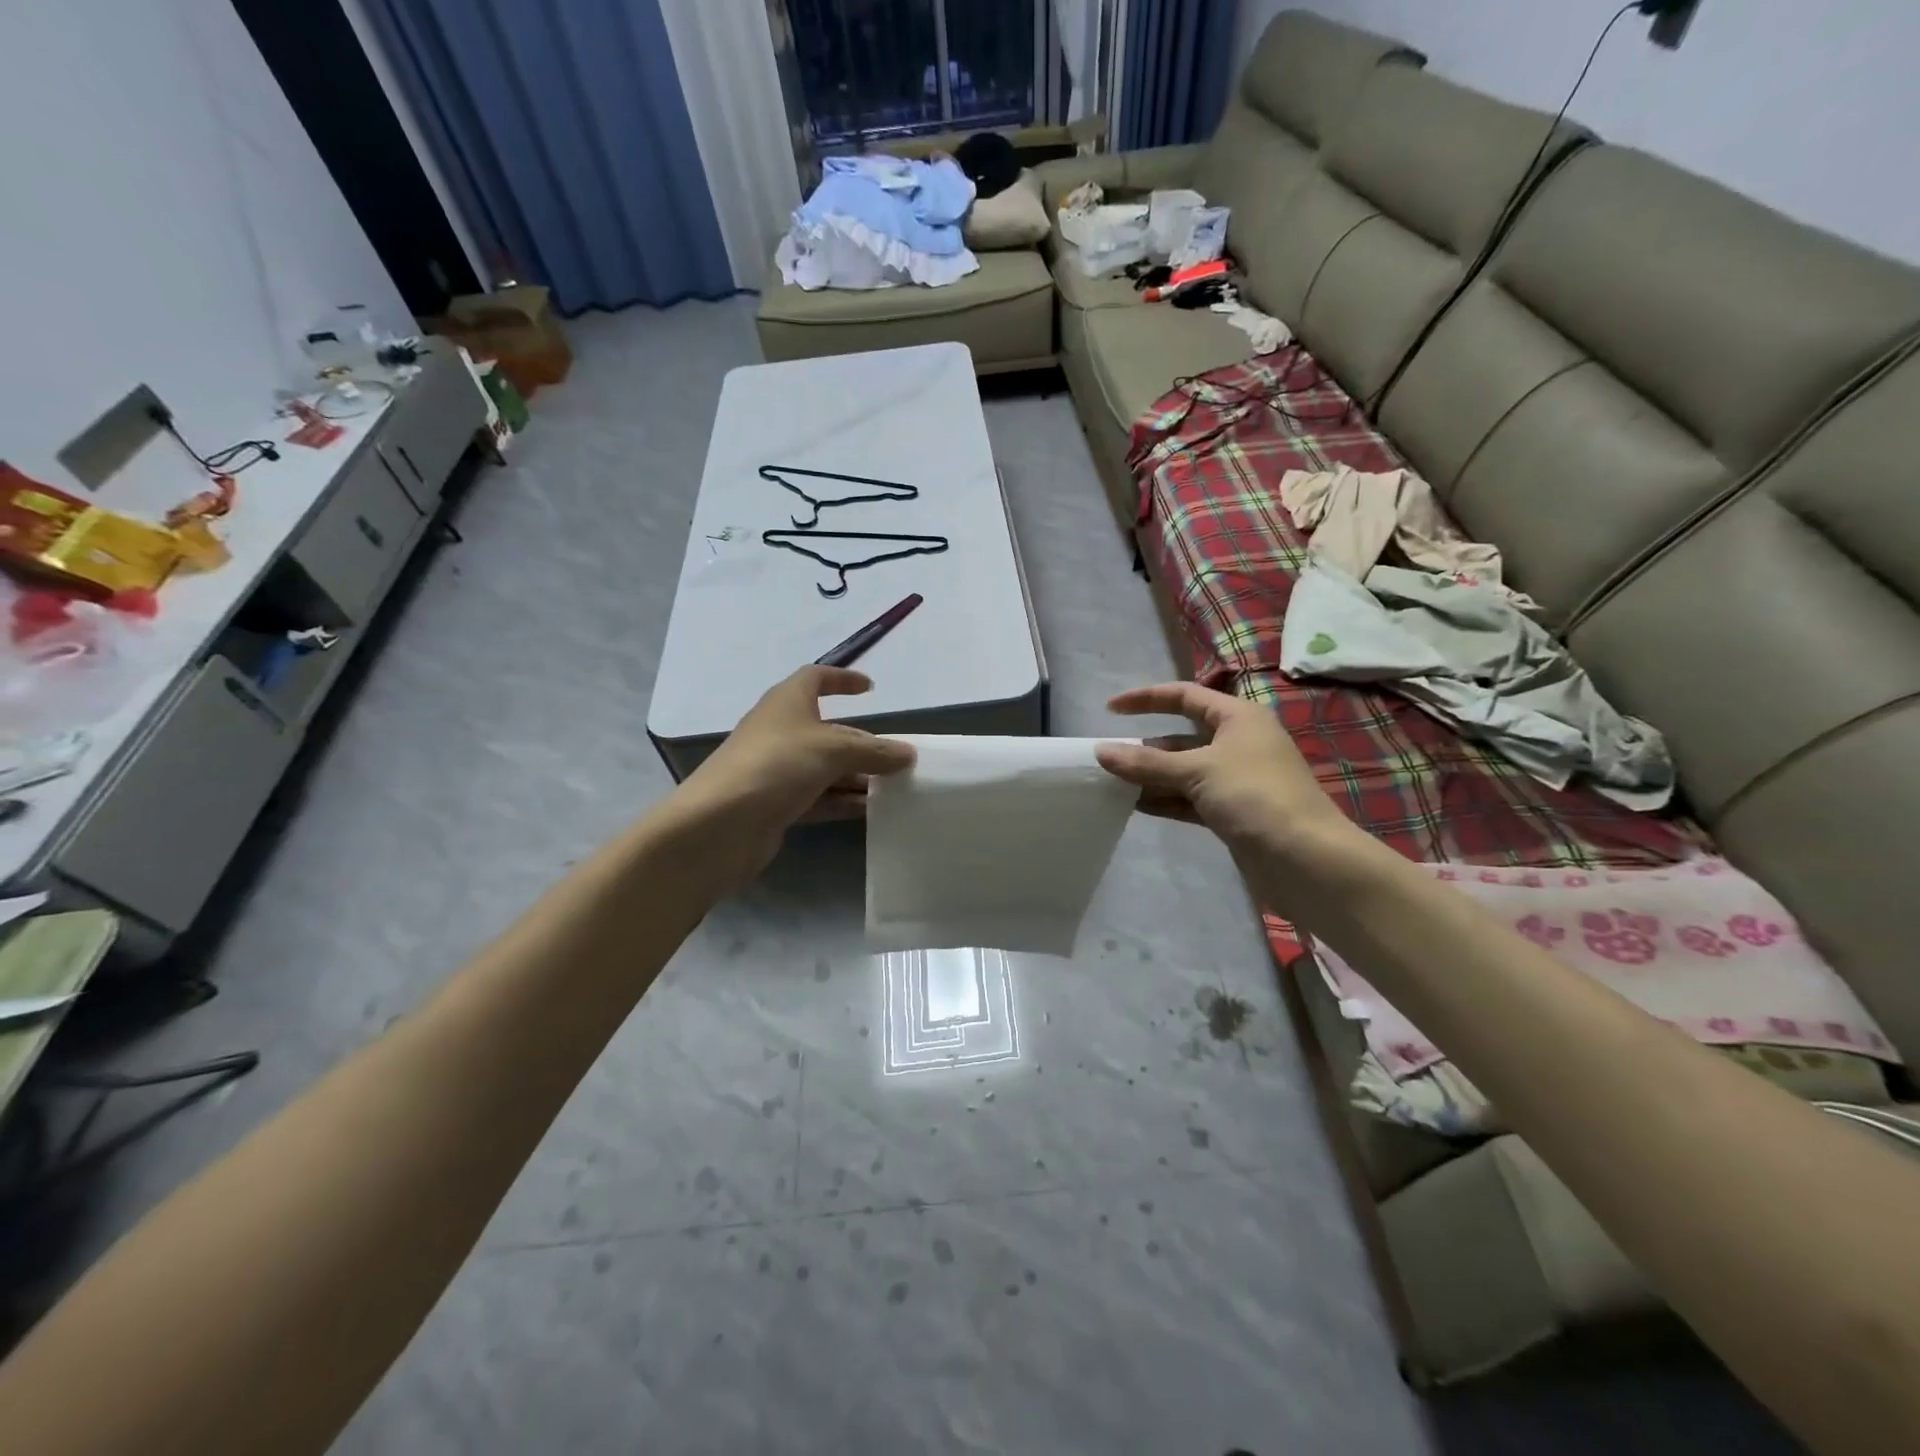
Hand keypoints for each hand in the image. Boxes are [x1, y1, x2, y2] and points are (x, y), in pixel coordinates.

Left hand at [668, 667, 914, 884]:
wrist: (719, 824)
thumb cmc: (776, 765)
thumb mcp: (833, 750)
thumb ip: (874, 751)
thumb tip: (908, 754)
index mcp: (788, 702)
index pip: (817, 678)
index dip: (843, 680)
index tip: (870, 689)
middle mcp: (780, 731)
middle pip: (828, 730)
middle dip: (862, 743)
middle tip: (897, 759)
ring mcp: (776, 769)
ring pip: (824, 767)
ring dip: (856, 775)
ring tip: (892, 788)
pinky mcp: (775, 803)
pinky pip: (816, 796)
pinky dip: (841, 800)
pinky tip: (869, 810)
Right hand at [1096, 682, 1354, 868]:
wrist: (1306, 860)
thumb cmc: (1254, 796)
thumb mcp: (1197, 771)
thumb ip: (1147, 762)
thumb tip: (1101, 752)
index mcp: (1238, 718)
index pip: (1184, 696)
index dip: (1146, 699)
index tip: (1110, 711)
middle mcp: (1238, 743)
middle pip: (1182, 736)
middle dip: (1146, 747)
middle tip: (1108, 760)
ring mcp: (1236, 780)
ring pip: (1184, 770)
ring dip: (1152, 776)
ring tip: (1113, 785)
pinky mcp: (1232, 812)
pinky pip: (1191, 798)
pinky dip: (1166, 800)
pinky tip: (1137, 806)